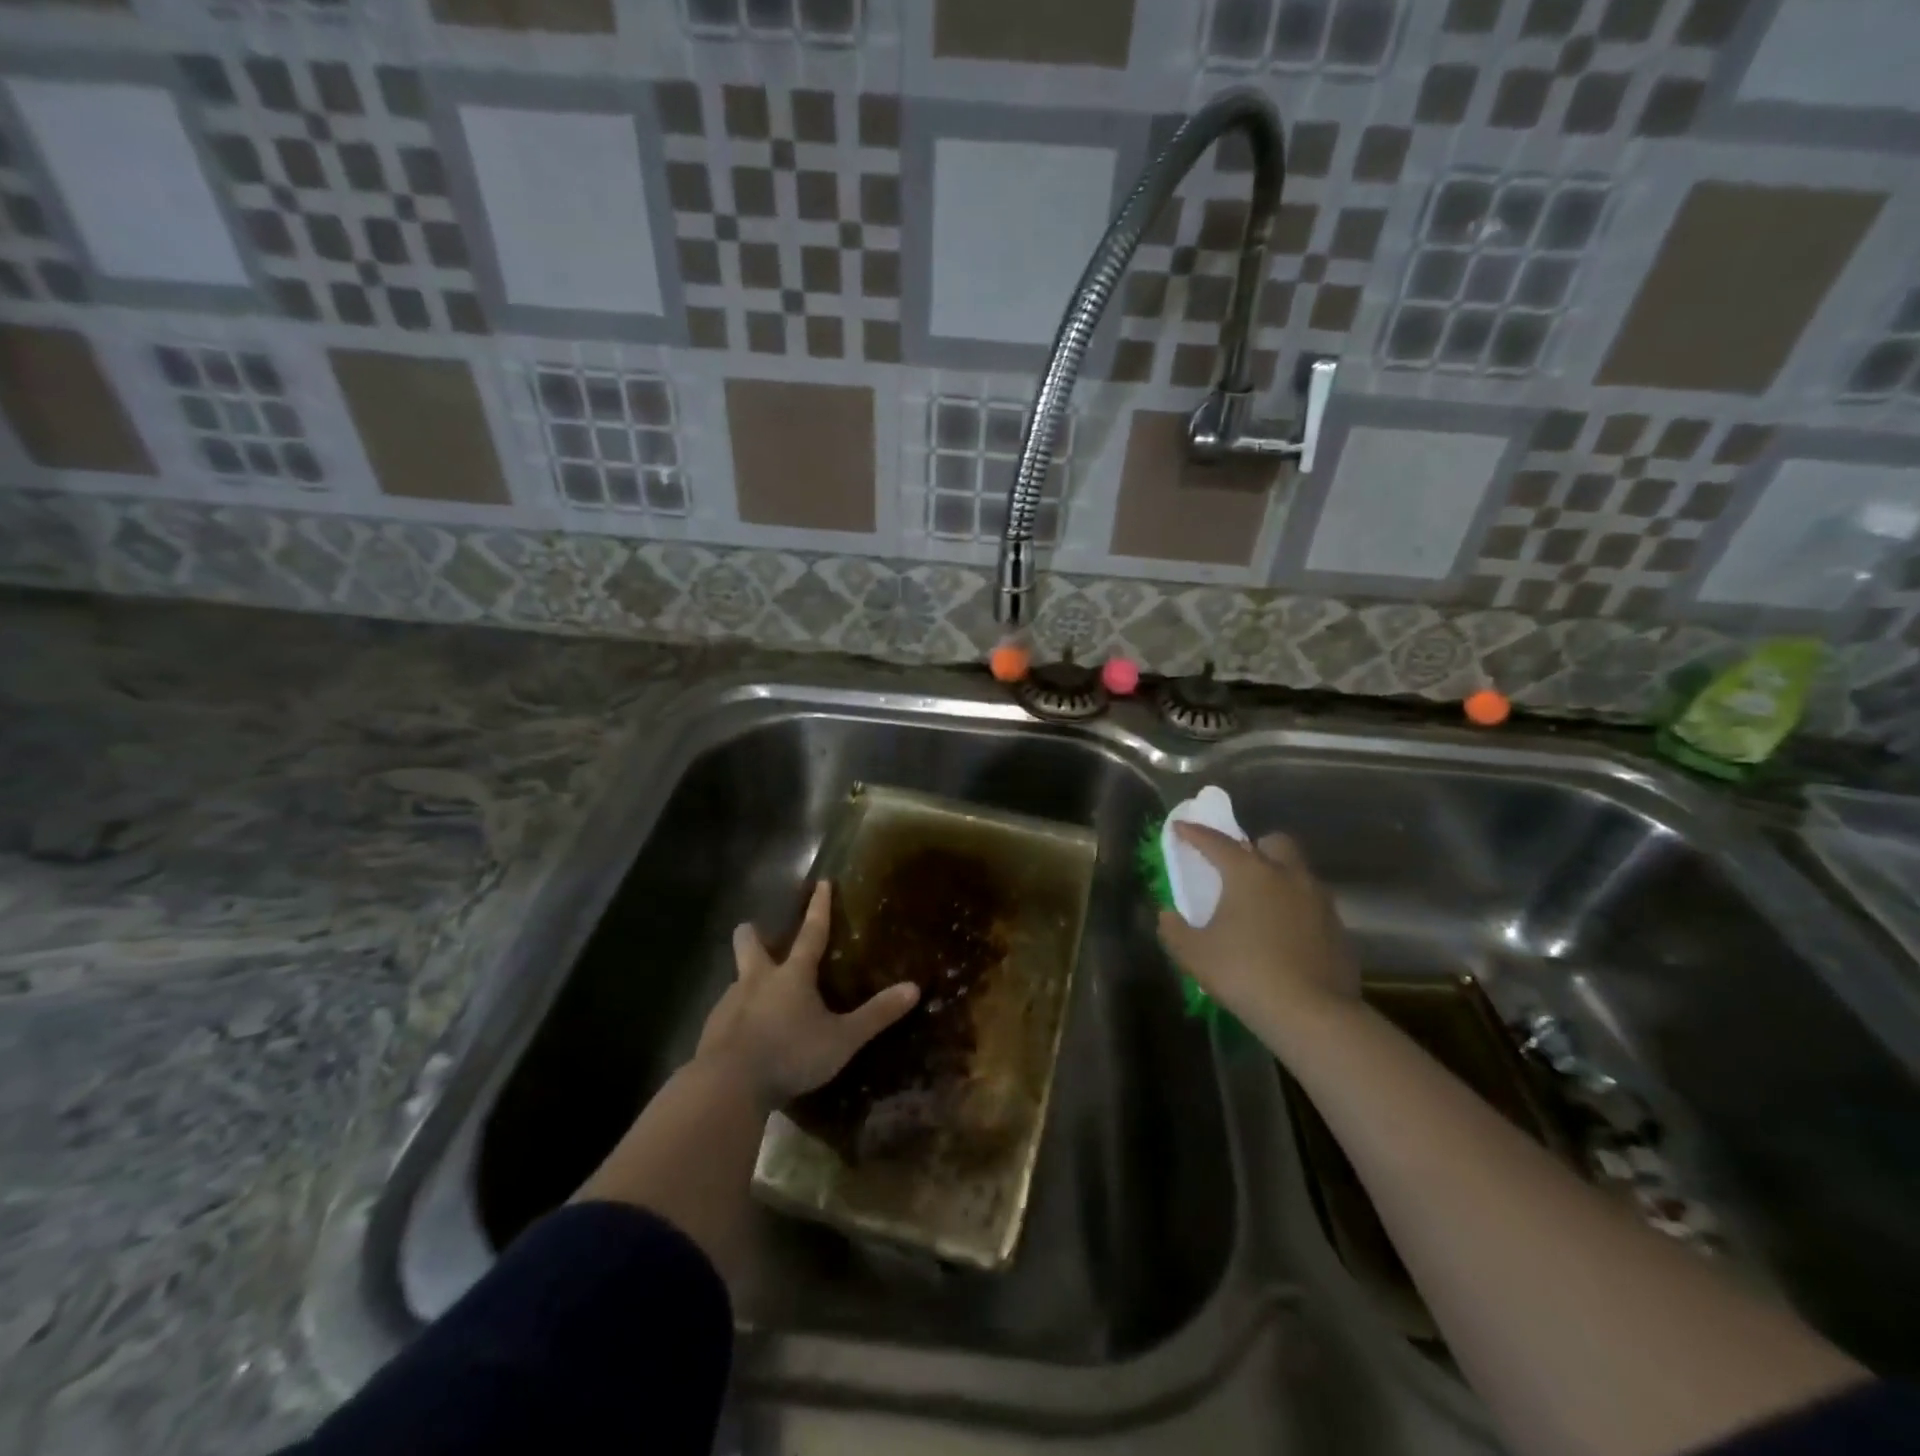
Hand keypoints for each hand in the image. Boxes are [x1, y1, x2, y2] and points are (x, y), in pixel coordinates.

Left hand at [696, 880, 918, 1108]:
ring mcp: (729, 1003)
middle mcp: (757, 980)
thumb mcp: (842, 1039)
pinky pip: (727, 1014)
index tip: (821, 882)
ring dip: (748, 981)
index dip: (819, 907)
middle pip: (749, 943)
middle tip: (760, 934)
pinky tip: (747, 1039)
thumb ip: (876, 1015)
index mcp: (792, 975)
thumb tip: (914, 988)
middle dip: (753, 934)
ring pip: (737, 979)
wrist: (726, 1086)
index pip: (811, 932)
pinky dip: (738, 1017)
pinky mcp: (711, 1030)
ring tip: (762, 1001)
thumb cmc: (790, 1054)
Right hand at [1156, 824, 1359, 1046]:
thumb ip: (1174, 929)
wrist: (1312, 1014)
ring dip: (1279, 879)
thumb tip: (1167, 915)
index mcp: (1249, 872)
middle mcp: (1288, 875)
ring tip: (1261, 906)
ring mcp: (1319, 900)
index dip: (1194, 833)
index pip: (1216, 842)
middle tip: (1238, 868)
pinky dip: (1297, 910)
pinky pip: (1313, 905)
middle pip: (1274, 843)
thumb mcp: (1194, 954)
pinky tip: (1285, 936)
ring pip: (1298, 873)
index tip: (1180, 827)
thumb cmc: (1244, 973)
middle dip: (1255, 846)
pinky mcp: (1338, 928)